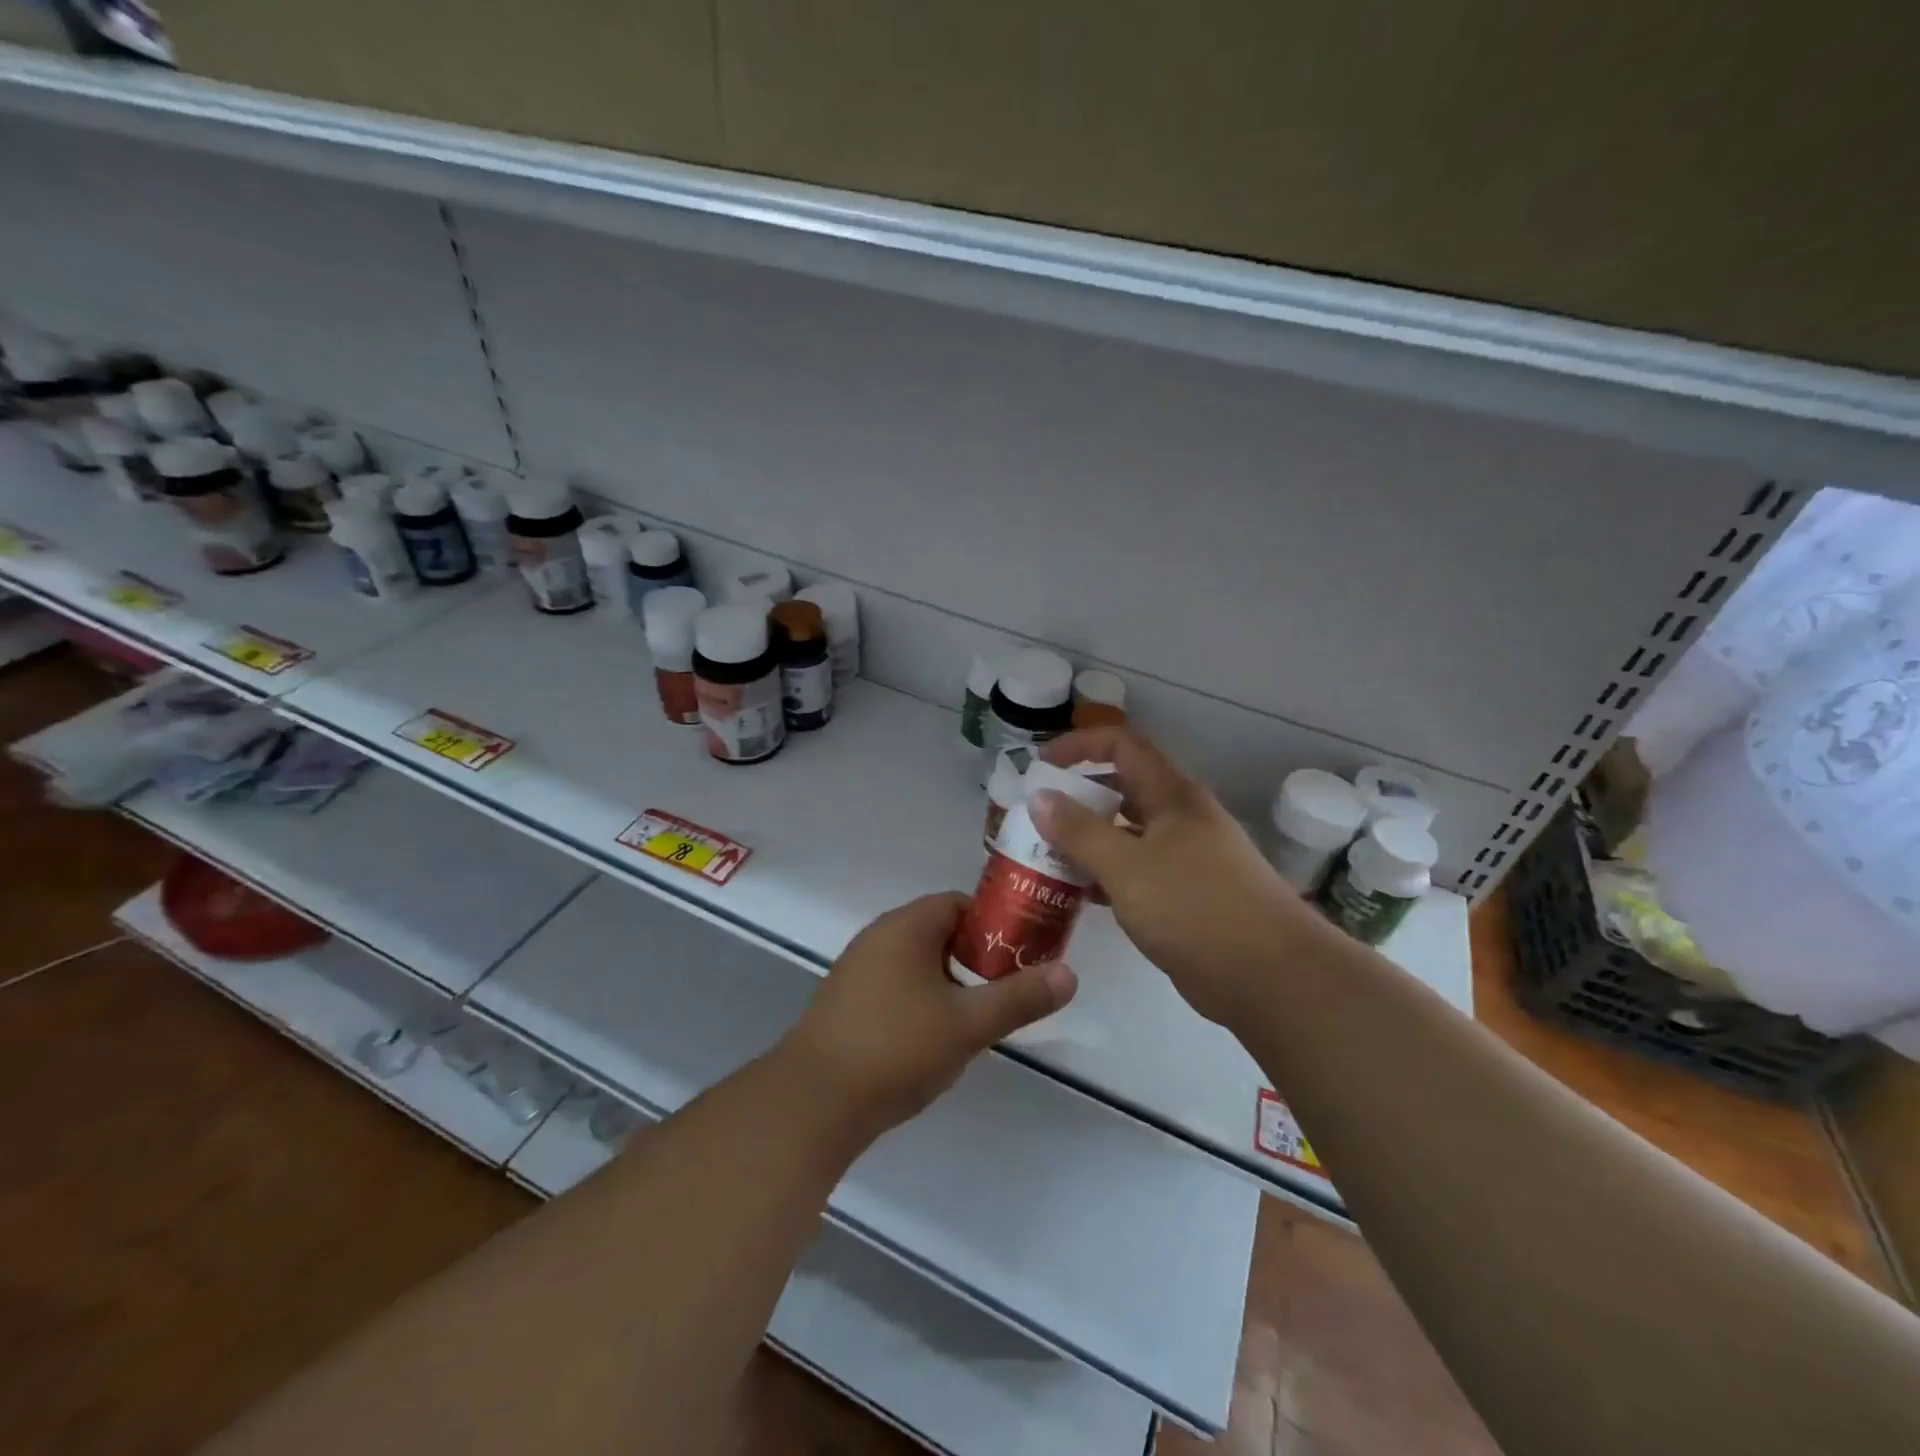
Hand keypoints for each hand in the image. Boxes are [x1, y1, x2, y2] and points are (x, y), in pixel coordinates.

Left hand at [783, 893, 1076, 1136]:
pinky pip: (897, 987)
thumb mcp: (967, 1023)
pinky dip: (923, 1002)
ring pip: (920, 964)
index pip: (960, 904)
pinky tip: (935, 1040)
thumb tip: (1070, 974)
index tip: (1023, 954)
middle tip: (1008, 991)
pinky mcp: (847, 1003)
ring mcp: (858, 971)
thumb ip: (1019, 997)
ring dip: (951, 984)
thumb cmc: (896, 1048)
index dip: (996, 924)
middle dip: (977, 959)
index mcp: (906, 926)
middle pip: (941, 933)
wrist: (813, 1103)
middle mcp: (878, 937)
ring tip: (978, 1019)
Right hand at [1031, 726, 1324, 1028]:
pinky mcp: (1187, 895)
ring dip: (1088, 840)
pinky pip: (1137, 871)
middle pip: (1122, 788)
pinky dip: (1107, 874)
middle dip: (1077, 798)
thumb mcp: (1127, 866)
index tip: (1041, 768)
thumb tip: (1039, 796)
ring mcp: (1187, 857)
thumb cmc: (1195, 908)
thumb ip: (1079, 831)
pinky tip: (1080, 895)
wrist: (1272, 976)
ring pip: (1128, 833)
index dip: (1079, 746)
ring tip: (1046, 858)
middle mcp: (1180, 818)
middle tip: (1036, 820)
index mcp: (1172, 795)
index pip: (1122, 745)